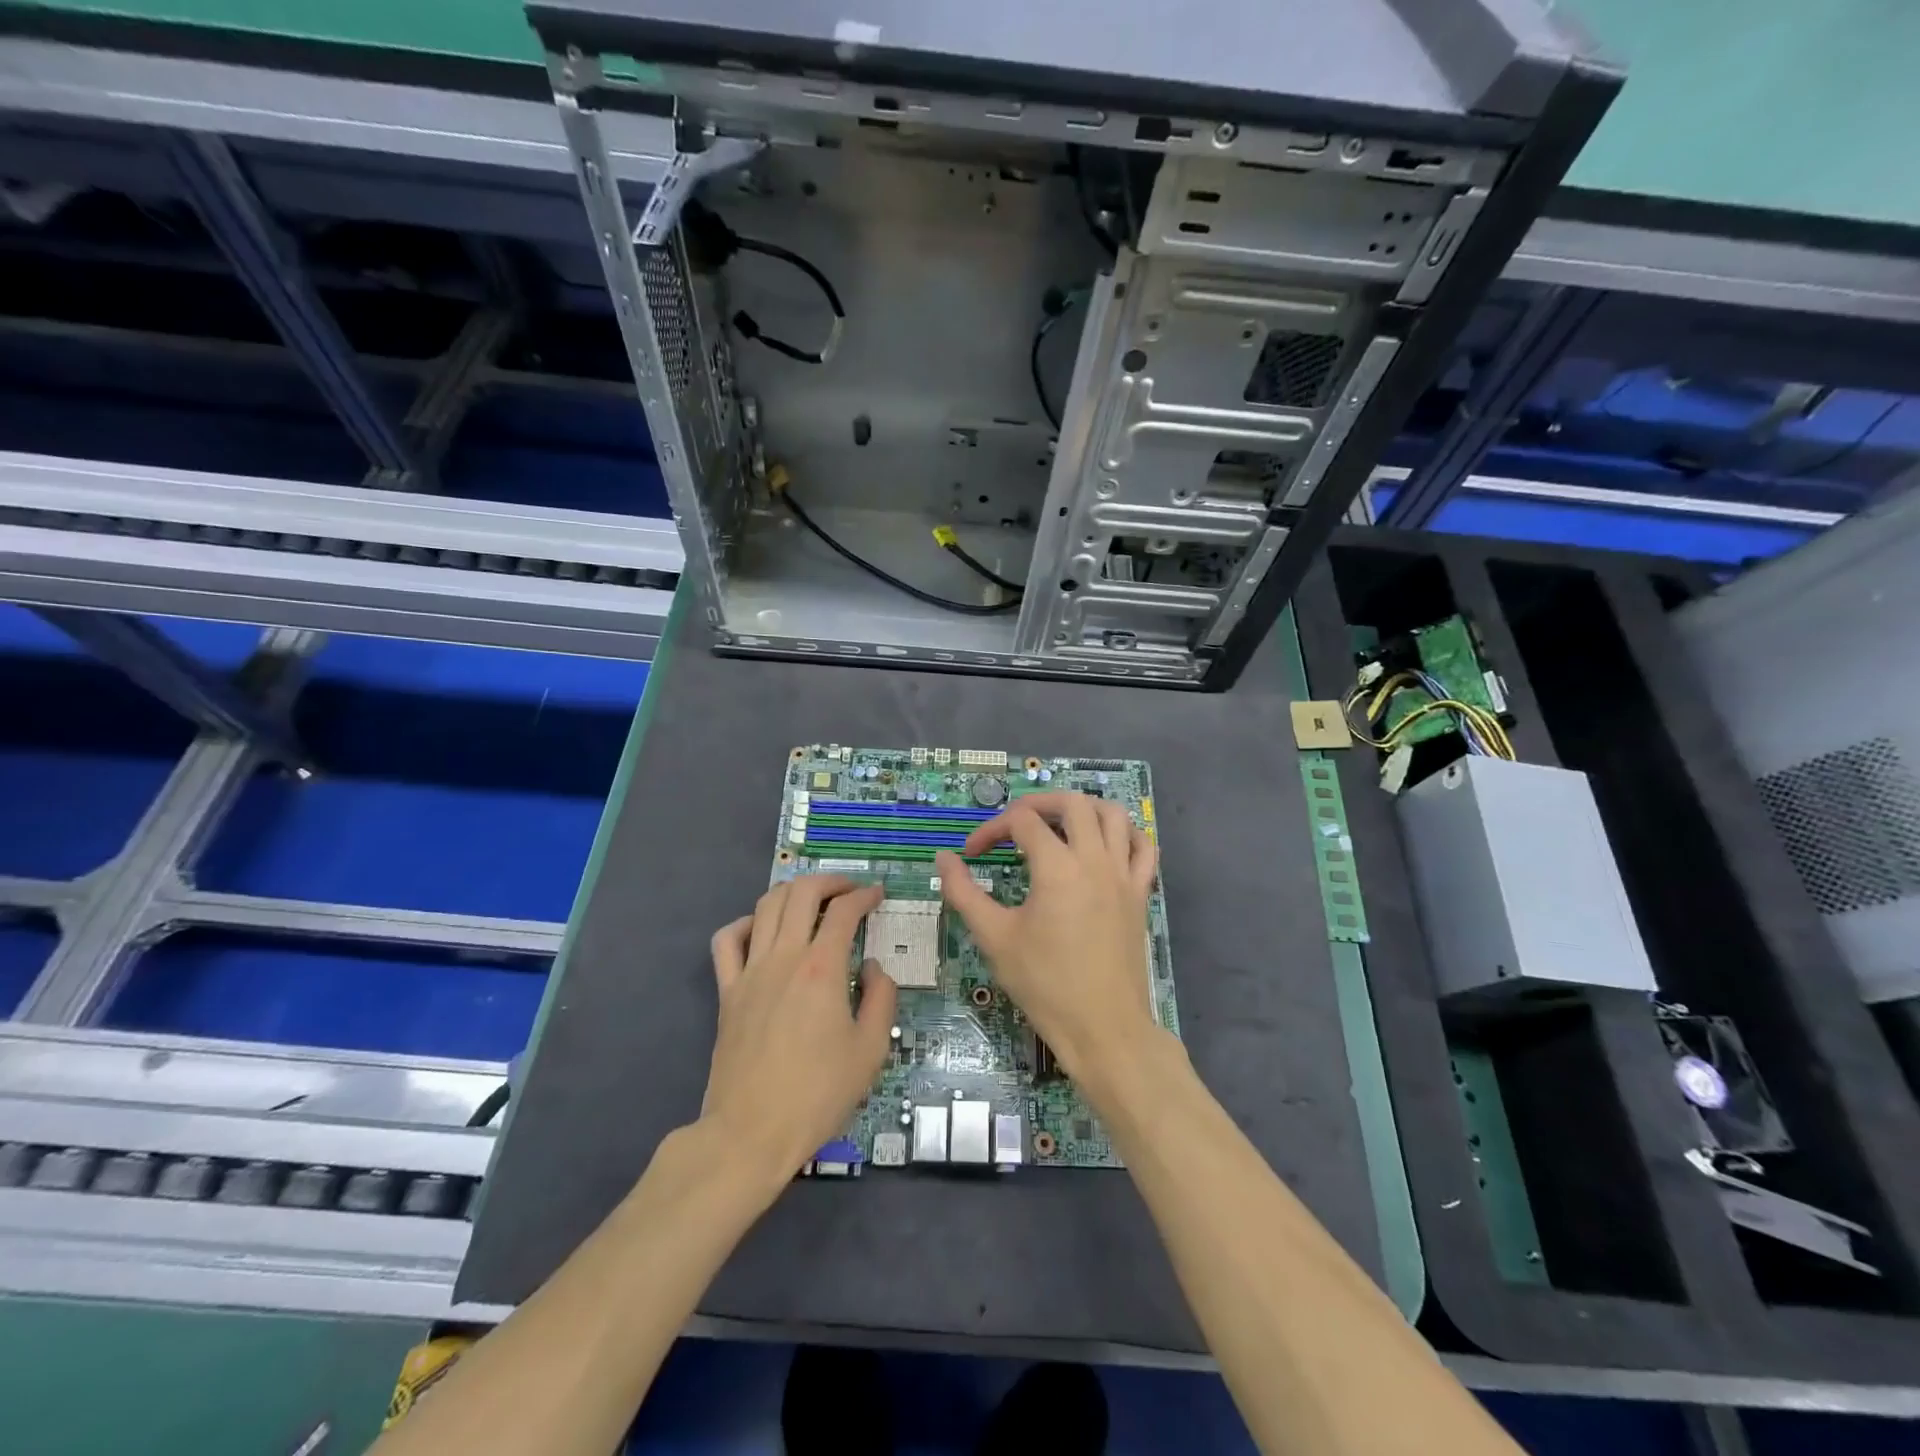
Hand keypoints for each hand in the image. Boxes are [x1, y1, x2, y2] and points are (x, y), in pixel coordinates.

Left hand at [702, 876, 895, 1189]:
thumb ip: (881, 998)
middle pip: (802, 892)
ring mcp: (749, 971)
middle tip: (850, 890)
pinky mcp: (727, 991)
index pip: (844, 910)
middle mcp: (784, 957)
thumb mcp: (871, 1050)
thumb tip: (872, 968)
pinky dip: (747, 922)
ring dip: (793, 892)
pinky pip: (728, 940)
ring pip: (766, 905)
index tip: (878, 895)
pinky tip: (764, 930)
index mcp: (822, 968)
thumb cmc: (817, 1094)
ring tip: (813, 900)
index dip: (865, 895)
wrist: (750, 1134)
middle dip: (830, 881)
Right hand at [935, 792, 1163, 1101]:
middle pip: (1071, 802)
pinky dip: (1126, 833)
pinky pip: (1143, 847)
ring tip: (1059, 824)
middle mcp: (1094, 860)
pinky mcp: (1140, 893)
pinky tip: (1106, 843)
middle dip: (1037, 803)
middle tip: (1014, 824)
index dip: (990, 830)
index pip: (1021, 822)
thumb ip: (964, 893)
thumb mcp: (995, 938)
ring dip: (1084, 808)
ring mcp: (1123, 875)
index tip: (972, 855)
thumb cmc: (1045, 984)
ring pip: (1113, 815)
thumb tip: (944, 859)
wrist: (1103, 1028)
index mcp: (1057, 867)